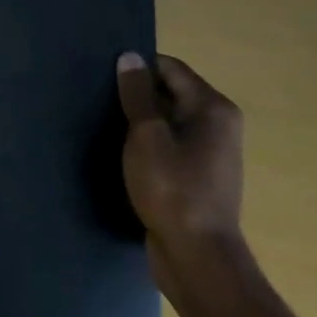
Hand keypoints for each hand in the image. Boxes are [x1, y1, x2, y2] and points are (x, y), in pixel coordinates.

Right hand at [116, 52, 246, 306]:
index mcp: (213, 108)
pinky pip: (169, 144)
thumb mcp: (146, 135)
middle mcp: (218, 125)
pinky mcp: (198, 176)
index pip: (170, 67)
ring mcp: (210, 153)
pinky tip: (121, 150)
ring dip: (140, 120)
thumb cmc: (173, 189)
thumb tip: (130, 56)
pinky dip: (148, 143)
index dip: (138, 66)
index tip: (104, 72)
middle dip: (137, 93)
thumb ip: (136, 94)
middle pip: (170, 91)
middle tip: (98, 95)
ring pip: (167, 119)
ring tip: (105, 121)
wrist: (197, 259)